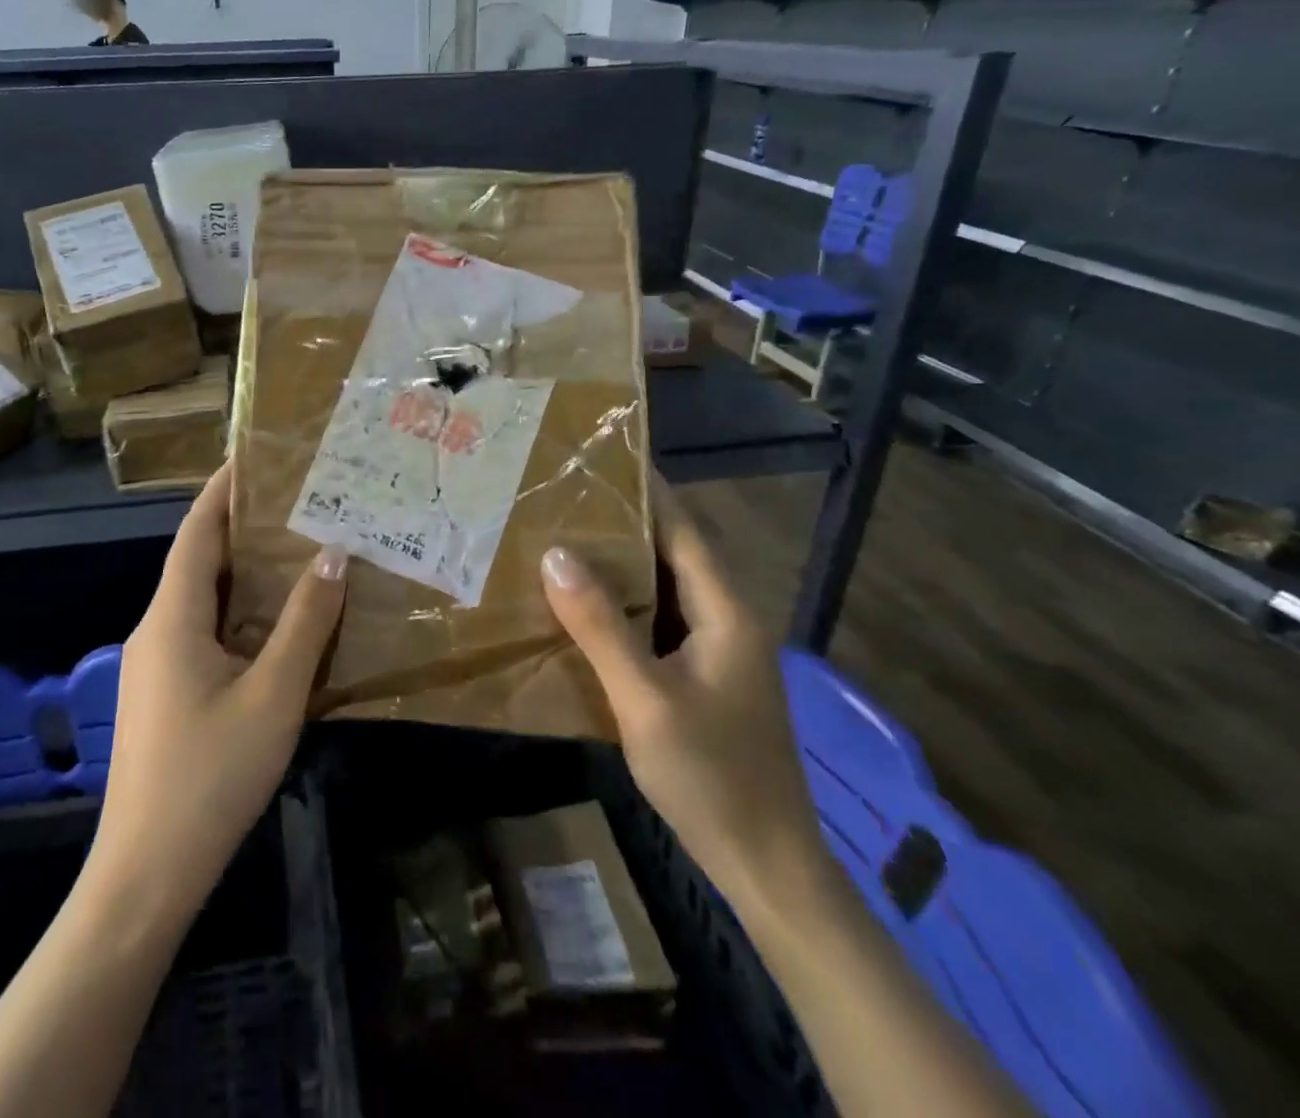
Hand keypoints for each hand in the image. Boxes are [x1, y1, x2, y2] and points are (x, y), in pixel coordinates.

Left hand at [92, 462, 347, 916]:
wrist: (146, 875)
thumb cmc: (210, 776)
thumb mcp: (272, 695)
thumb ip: (304, 623)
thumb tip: (333, 555)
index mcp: (172, 618)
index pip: (196, 532)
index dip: (222, 490)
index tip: (255, 457)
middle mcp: (156, 630)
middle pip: (198, 561)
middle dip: (241, 527)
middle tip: (296, 502)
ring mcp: (155, 665)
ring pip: (202, 600)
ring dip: (242, 573)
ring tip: (296, 550)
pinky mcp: (164, 695)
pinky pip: (202, 632)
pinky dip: (238, 613)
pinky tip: (277, 624)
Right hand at [540, 475, 823, 907]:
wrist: (766, 865)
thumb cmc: (711, 776)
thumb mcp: (645, 699)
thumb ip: (601, 625)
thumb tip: (556, 554)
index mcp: (726, 612)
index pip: (684, 529)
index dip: (647, 490)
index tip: (599, 457)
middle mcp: (727, 619)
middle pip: (674, 552)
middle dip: (623, 521)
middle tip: (563, 496)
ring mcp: (717, 650)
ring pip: (665, 587)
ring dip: (620, 563)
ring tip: (562, 536)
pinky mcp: (703, 676)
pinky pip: (659, 621)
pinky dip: (623, 604)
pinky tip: (582, 605)